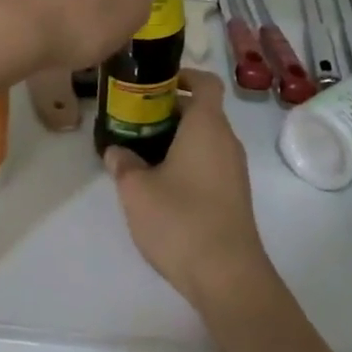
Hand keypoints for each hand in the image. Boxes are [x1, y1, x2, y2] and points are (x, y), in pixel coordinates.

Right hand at [104, 70, 278, 312]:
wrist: (227, 275)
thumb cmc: (180, 220)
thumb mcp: (136, 190)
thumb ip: (123, 163)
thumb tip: (117, 152)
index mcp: (207, 126)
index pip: (206, 82)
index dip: (184, 75)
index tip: (155, 83)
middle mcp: (226, 142)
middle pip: (202, 111)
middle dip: (169, 110)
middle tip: (134, 119)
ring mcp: (234, 171)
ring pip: (205, 139)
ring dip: (176, 138)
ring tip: (141, 152)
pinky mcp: (234, 196)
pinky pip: (209, 163)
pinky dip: (187, 161)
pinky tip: (160, 184)